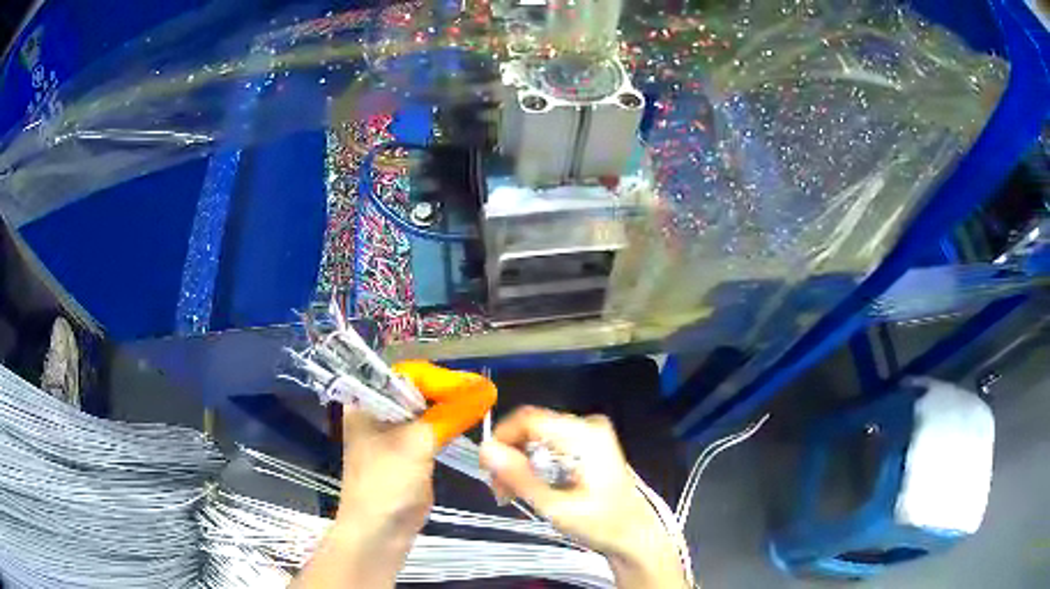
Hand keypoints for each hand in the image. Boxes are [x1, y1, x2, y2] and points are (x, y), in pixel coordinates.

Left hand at [293, 362, 495, 588]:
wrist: (379, 532)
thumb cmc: (387, 483)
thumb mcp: (416, 445)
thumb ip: (450, 415)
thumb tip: (485, 390)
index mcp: (366, 402)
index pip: (405, 375)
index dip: (438, 378)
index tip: (472, 385)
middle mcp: (377, 412)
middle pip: (416, 390)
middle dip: (447, 390)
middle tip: (482, 392)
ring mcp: (392, 433)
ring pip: (425, 410)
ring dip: (451, 406)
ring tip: (481, 402)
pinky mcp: (407, 452)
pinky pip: (429, 429)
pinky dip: (448, 424)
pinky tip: (467, 420)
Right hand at [479, 406, 689, 588]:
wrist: (635, 537)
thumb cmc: (601, 525)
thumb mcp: (556, 507)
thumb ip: (519, 478)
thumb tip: (485, 450)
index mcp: (585, 435)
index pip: (528, 419)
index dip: (501, 439)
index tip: (489, 472)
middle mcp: (588, 426)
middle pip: (531, 428)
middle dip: (509, 457)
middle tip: (500, 492)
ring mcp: (589, 434)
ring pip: (536, 437)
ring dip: (519, 463)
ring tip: (512, 495)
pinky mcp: (588, 445)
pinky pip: (548, 445)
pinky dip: (533, 465)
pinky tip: (531, 488)